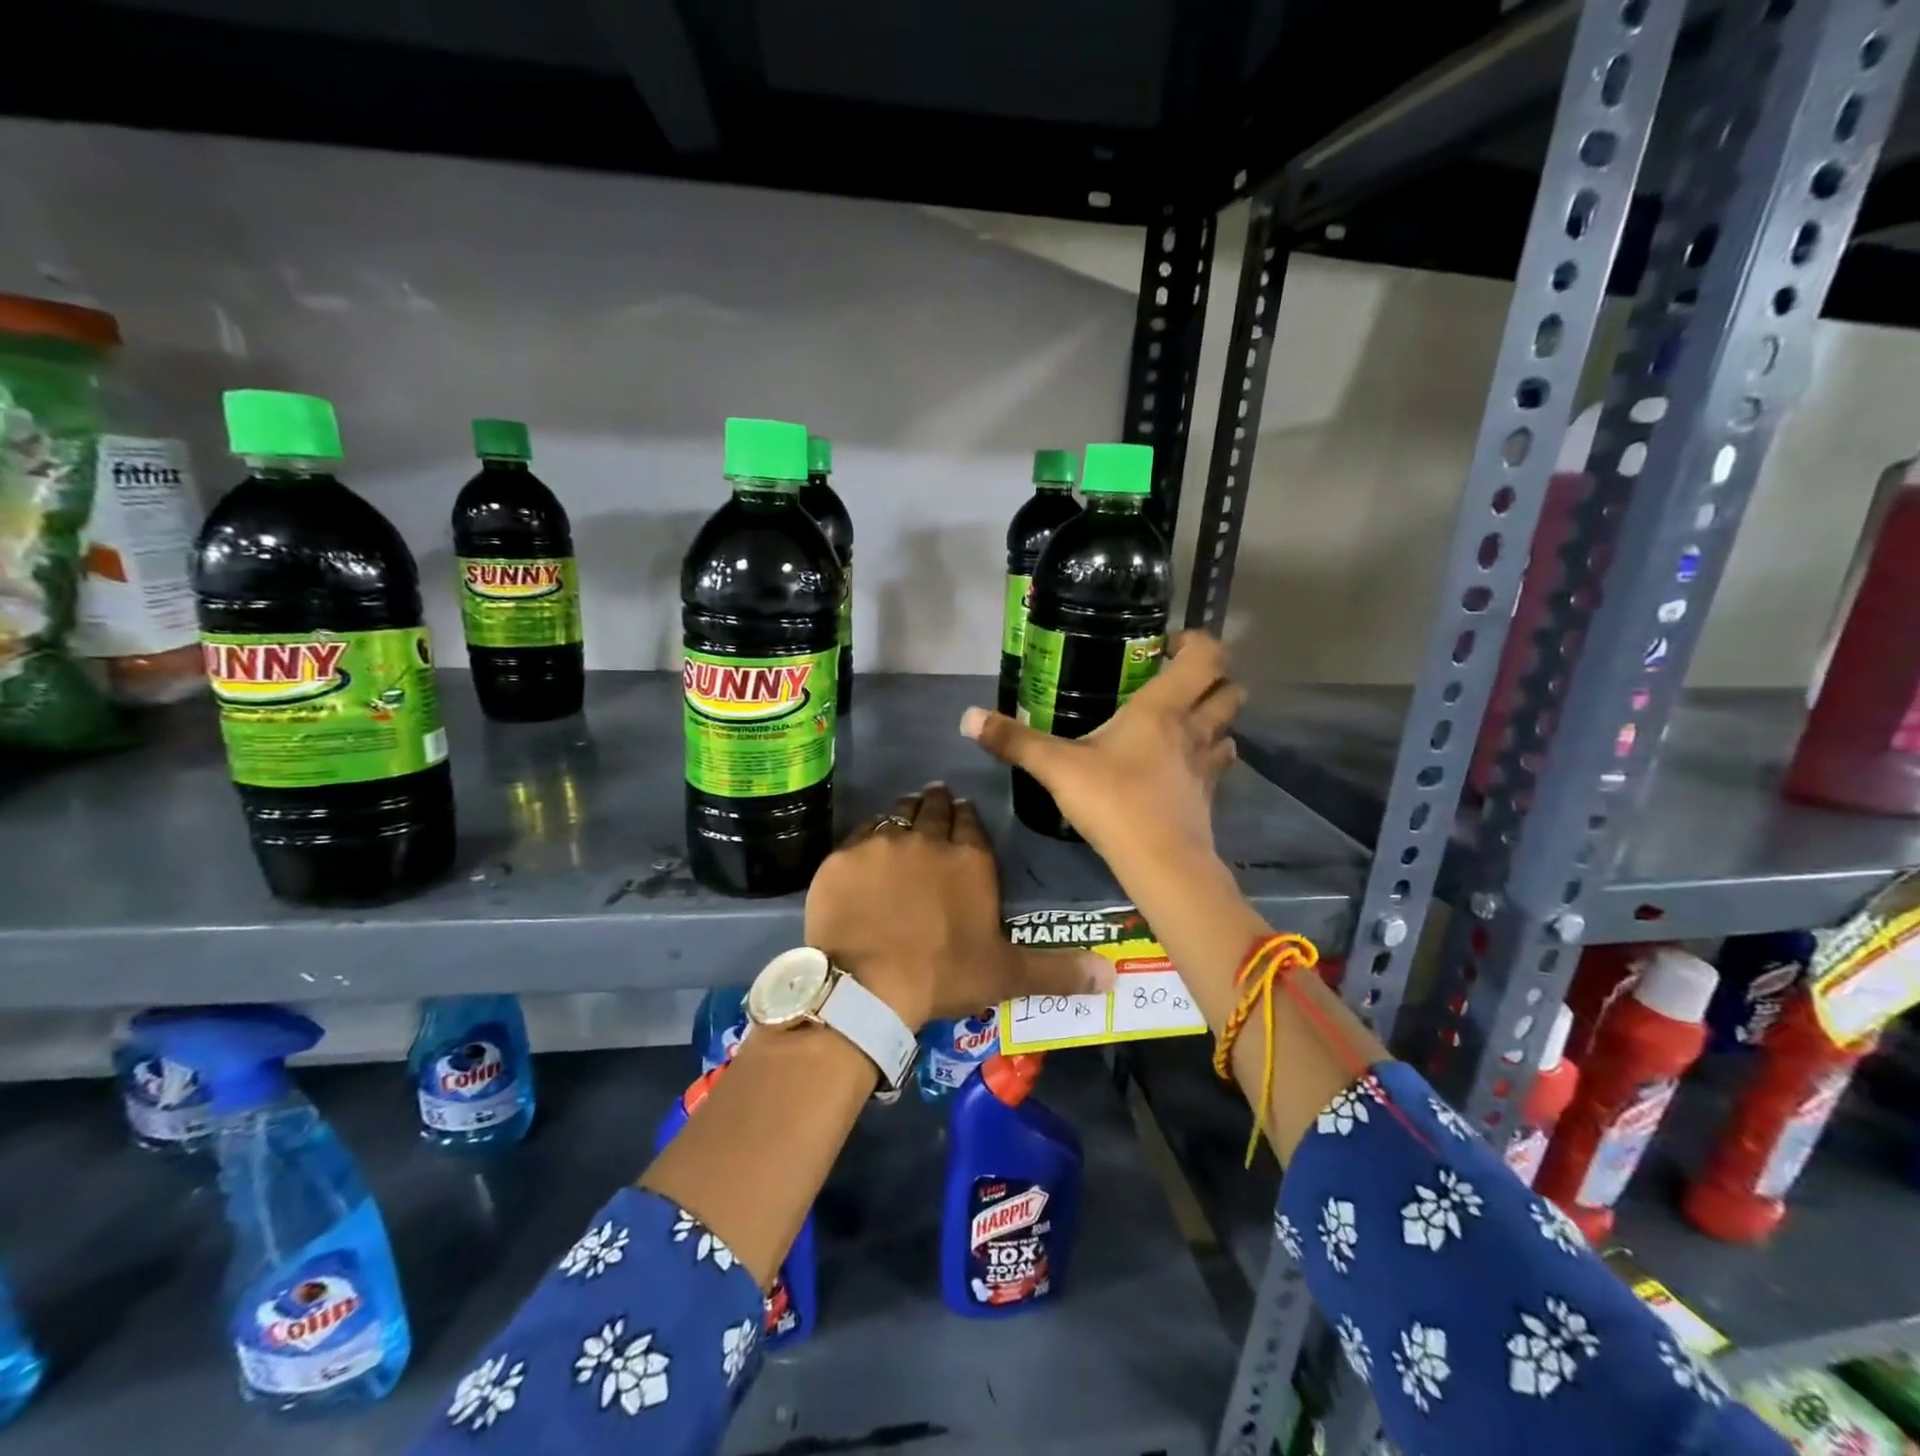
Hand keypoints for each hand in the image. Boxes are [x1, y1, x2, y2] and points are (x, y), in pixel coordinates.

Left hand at [804, 784, 1113, 1029]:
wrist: (867, 985)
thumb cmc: (942, 975)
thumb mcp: (1006, 975)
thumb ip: (1058, 971)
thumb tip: (1114, 975)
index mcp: (970, 860)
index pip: (971, 824)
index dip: (967, 818)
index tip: (962, 814)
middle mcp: (929, 840)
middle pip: (934, 809)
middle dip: (937, 804)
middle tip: (936, 803)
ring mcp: (882, 843)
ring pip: (897, 814)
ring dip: (905, 813)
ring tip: (906, 815)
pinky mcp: (843, 857)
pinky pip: (859, 834)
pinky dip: (867, 836)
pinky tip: (866, 846)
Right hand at [959, 631, 1243, 881]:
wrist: (1161, 864)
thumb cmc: (1113, 801)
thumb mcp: (1057, 767)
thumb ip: (1014, 741)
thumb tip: (967, 717)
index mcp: (1163, 708)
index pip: (1206, 655)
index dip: (1195, 642)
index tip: (1166, 646)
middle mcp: (1194, 728)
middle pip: (1230, 688)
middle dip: (1212, 678)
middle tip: (1174, 681)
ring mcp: (1207, 764)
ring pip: (1230, 727)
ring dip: (1214, 717)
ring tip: (1181, 721)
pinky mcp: (1209, 796)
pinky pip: (1219, 764)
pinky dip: (1209, 756)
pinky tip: (1181, 766)